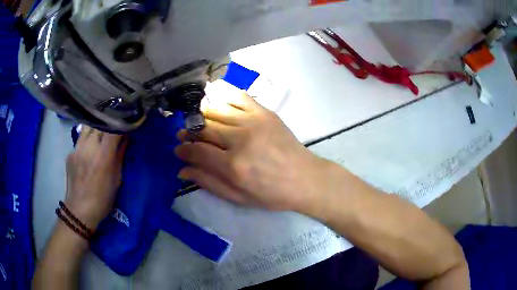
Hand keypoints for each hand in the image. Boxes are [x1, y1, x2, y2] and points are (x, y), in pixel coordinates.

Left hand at [64, 126, 126, 229]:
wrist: (79, 210)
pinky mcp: (70, 153)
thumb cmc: (103, 199)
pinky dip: (87, 139)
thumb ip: (119, 155)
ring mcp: (77, 149)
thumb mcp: (117, 179)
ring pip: (88, 127)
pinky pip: (80, 139)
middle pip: (99, 123)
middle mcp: (89, 148)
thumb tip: (125, 138)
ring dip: (96, 128)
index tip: (126, 122)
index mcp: (103, 156)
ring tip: (101, 133)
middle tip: (114, 126)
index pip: (113, 129)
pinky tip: (89, 148)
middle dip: (108, 123)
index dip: (121, 123)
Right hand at [174, 91, 330, 212]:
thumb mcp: (238, 198)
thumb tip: (182, 169)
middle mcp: (240, 139)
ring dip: (201, 114)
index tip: (178, 149)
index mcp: (233, 166)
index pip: (197, 150)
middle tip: (185, 135)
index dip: (183, 149)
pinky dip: (223, 94)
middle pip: (203, 127)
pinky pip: (237, 96)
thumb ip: (208, 182)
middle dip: (189, 131)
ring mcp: (253, 122)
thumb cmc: (272, 194)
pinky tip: (215, 99)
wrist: (305, 178)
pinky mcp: (264, 112)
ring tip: (199, 122)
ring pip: (216, 110)